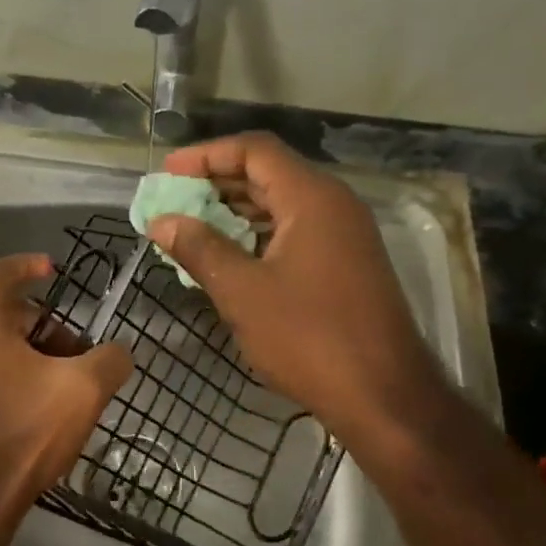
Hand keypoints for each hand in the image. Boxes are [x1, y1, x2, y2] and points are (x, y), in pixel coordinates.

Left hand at [0, 254, 132, 530]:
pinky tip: (48, 408)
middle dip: (50, 325)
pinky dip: (22, 375)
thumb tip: (118, 353)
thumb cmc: (26, 431)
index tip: (55, 270)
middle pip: (8, 313)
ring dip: (39, 353)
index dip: (27, 264)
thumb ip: (111, 359)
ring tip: (71, 386)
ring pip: (2, 345)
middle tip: (81, 351)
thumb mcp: (84, 390)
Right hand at [145, 133, 440, 445]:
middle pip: (269, 174)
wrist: (383, 395)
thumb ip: (200, 249)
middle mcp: (333, 205)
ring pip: (283, 205)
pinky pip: (296, 232)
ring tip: (192, 229)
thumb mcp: (243, 292)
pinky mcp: (347, 264)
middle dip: (217, 183)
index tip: (168, 172)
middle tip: (174, 201)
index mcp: (312, 198)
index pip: (255, 151)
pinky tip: (230, 258)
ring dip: (236, 212)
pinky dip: (259, 236)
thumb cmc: (309, 338)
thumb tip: (162, 222)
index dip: (207, 155)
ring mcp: (345, 235)